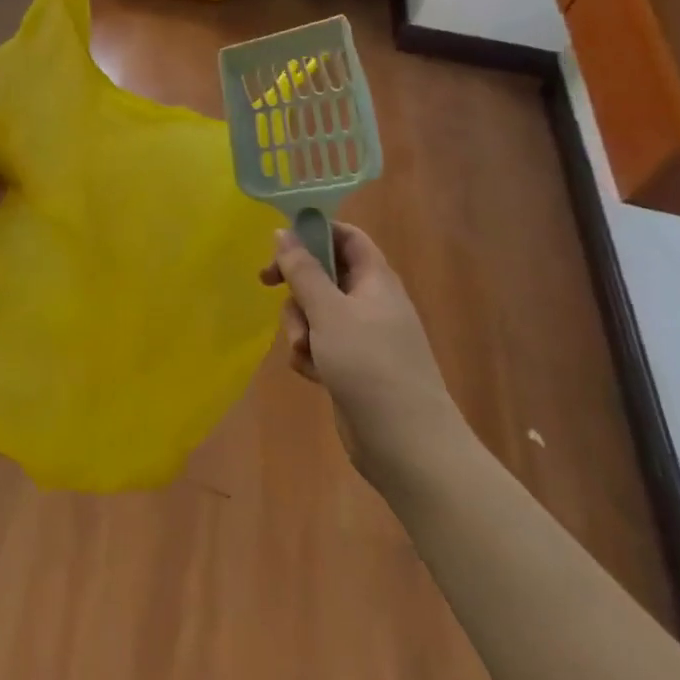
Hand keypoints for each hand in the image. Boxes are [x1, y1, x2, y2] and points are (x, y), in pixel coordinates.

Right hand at [260, 222, 469, 487]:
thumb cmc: (370, 366)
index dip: (314, 231)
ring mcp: (364, 337)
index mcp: (375, 280)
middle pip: (324, 273)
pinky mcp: (354, 367)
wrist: (410, 448)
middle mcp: (371, 302)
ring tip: (304, 351)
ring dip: (300, 325)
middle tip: (269, 287)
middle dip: (297, 287)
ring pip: (317, 311)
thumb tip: (283, 232)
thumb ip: (302, 270)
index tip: (280, 243)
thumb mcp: (328, 311)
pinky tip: (311, 374)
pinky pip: (322, 344)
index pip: (346, 236)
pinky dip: (311, 354)